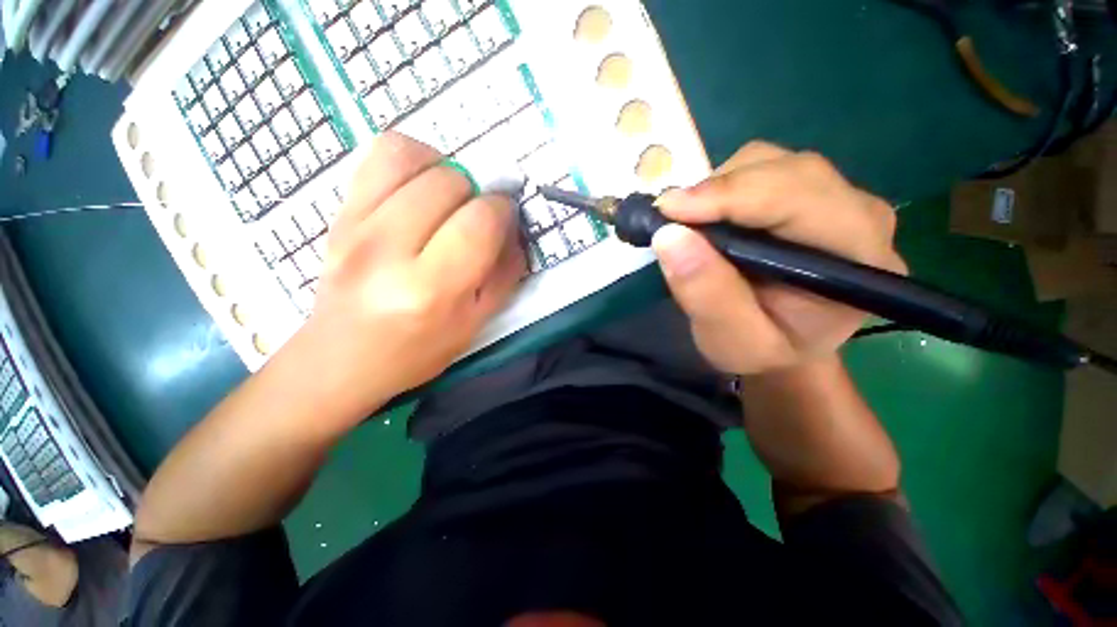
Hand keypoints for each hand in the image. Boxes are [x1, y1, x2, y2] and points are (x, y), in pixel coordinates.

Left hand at [291, 132, 525, 421]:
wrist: (342, 359)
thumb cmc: (418, 350)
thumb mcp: (476, 323)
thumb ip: (505, 275)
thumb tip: (514, 230)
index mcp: (431, 289)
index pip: (480, 221)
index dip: (503, 211)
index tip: (505, 220)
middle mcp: (388, 249)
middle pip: (449, 182)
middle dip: (477, 194)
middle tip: (475, 219)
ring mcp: (355, 224)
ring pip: (411, 156)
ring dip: (445, 170)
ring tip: (449, 198)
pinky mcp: (339, 212)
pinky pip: (379, 155)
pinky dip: (412, 159)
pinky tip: (421, 186)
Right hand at [652, 141, 906, 374]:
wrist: (783, 347)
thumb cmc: (762, 351)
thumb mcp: (731, 340)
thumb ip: (707, 295)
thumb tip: (669, 236)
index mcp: (859, 259)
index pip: (800, 201)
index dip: (730, 197)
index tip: (669, 211)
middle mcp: (860, 216)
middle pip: (786, 170)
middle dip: (719, 191)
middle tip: (669, 219)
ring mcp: (837, 198)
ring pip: (770, 162)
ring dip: (717, 189)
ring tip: (689, 225)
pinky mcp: (809, 193)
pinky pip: (760, 168)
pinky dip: (720, 189)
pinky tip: (706, 219)